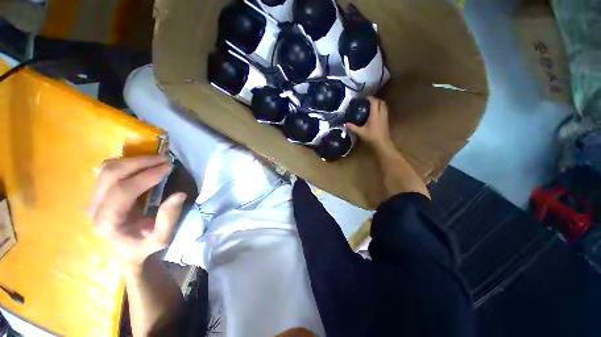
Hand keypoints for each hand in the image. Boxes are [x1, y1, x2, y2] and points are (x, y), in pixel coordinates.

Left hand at [87, 155, 186, 267]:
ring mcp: (93, 199)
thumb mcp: (162, 238)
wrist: (125, 253)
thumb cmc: (144, 247)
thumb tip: (180, 194)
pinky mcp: (97, 194)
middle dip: (140, 162)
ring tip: (157, 160)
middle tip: (165, 159)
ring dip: (134, 160)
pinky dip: (127, 163)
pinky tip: (143, 165)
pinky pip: (108, 170)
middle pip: (112, 174)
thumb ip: (169, 218)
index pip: (123, 191)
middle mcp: (94, 208)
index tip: (168, 167)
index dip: (146, 176)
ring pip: (108, 168)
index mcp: (108, 222)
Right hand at [346, 97, 393, 150]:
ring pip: (384, 106)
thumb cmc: (371, 136)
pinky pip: (385, 110)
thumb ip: (353, 127)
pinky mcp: (386, 120)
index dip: (370, 98)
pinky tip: (375, 113)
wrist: (382, 143)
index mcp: (375, 115)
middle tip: (368, 101)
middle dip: (375, 99)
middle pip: (381, 102)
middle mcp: (381, 113)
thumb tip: (345, 124)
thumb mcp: (360, 132)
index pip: (374, 102)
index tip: (364, 98)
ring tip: (372, 106)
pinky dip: (380, 108)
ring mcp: (385, 117)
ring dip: (379, 103)